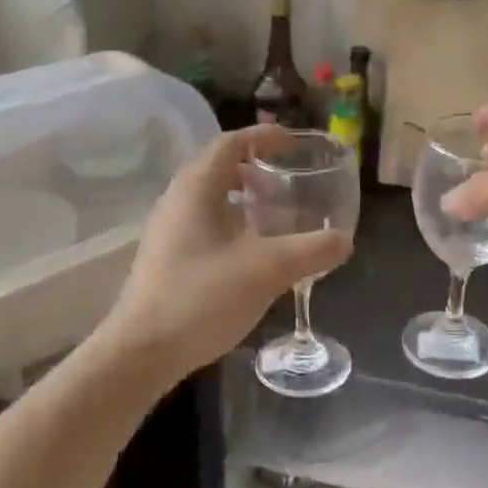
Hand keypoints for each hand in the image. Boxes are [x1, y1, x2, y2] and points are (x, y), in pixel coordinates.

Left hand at [98, 126, 352, 384]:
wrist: (142, 351)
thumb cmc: (203, 297)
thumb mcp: (267, 270)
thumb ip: (311, 250)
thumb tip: (344, 239)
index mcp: (196, 188)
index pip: (230, 143)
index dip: (263, 137)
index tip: (293, 141)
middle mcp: (177, 200)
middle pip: (217, 167)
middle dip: (254, 168)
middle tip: (286, 180)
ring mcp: (167, 229)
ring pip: (209, 197)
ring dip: (242, 197)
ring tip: (272, 215)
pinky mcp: (165, 257)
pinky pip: (202, 222)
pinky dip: (230, 222)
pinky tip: (249, 252)